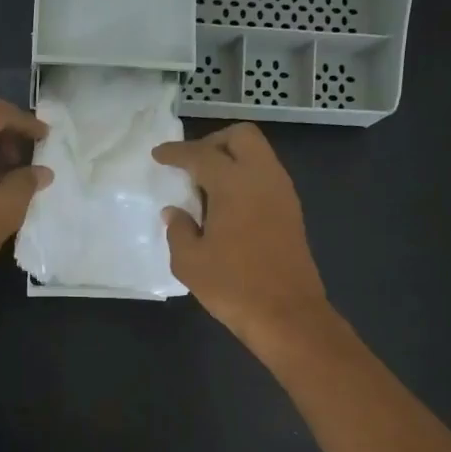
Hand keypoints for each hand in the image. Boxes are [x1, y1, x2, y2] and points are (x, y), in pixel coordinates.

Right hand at [153, 123, 330, 348]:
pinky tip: (227, 205)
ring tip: (206, 188)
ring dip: (232, 159)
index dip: (177, 152)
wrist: (286, 314)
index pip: (201, 154)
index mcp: (234, 184)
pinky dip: (245, 178)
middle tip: (191, 165)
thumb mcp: (190, 261)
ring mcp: (282, 193)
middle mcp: (263, 177)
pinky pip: (266, 177)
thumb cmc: (233, 286)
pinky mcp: (292, 212)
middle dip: (213, 142)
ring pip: (258, 155)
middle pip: (241, 137)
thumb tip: (175, 212)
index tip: (159, 154)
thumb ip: (179, 230)